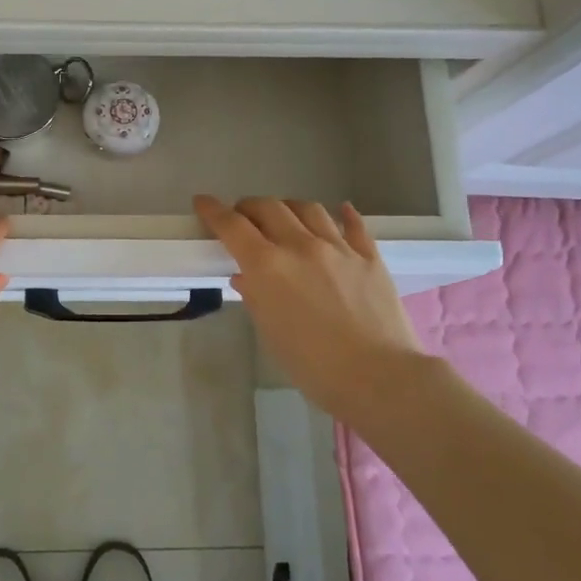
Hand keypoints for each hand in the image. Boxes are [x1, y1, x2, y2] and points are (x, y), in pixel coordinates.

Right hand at [195, 196, 420, 418]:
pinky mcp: (370, 257)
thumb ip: (255, 297)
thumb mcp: (271, 333)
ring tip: (285, 216)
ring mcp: (338, 248)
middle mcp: (300, 246)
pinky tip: (341, 211)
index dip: (213, 211)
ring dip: (289, 207)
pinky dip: (343, 214)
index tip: (202, 202)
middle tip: (242, 216)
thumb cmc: (313, 365)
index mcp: (268, 266)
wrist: (378, 377)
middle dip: (249, 206)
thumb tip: (246, 278)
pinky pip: (354, 225)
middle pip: (269, 208)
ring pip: (308, 209)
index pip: (232, 226)